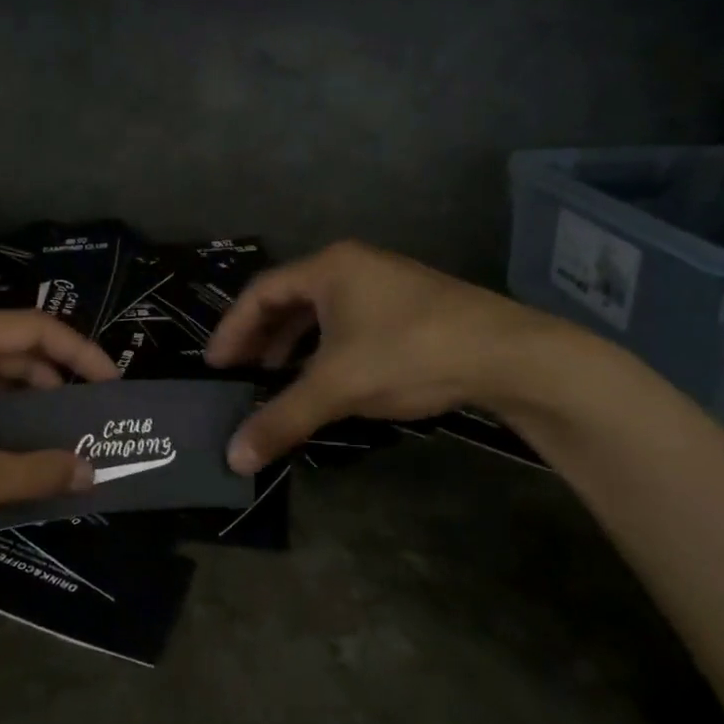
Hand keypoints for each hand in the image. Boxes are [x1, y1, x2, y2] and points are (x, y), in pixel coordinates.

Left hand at [0, 310, 117, 543]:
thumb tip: (91, 472)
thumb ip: (34, 472)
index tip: (113, 387)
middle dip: (58, 382)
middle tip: (92, 420)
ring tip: (59, 438)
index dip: (84, 354)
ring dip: (26, 401)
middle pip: (18, 348)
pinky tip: (11, 445)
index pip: (40, 329)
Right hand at [204, 240, 577, 473]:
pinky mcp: (409, 306)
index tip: (215, 365)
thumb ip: (282, 418)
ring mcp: (384, 283)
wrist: (509, 354)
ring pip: (321, 312)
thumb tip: (232, 458)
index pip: (261, 292)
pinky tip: (326, 377)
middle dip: (261, 337)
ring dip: (293, 344)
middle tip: (240, 372)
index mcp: (328, 267)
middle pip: (289, 298)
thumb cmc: (409, 353)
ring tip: (275, 377)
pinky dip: (325, 347)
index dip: (232, 329)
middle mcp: (352, 265)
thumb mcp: (338, 386)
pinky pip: (348, 322)